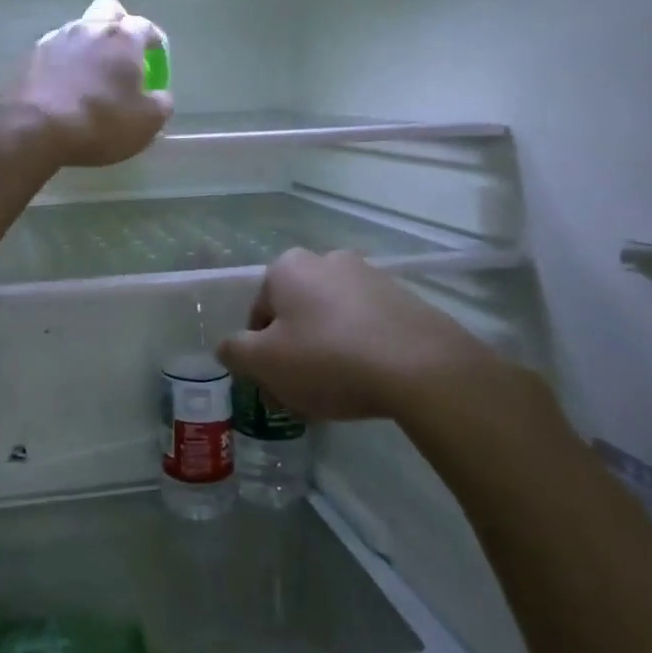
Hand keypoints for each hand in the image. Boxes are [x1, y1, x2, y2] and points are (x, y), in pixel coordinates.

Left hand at [13, 0, 172, 166]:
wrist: (35, 129)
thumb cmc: (101, 122)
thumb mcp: (146, 123)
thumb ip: (160, 104)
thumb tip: (160, 96)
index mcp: (123, 38)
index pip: (145, 25)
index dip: (153, 39)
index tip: (156, 55)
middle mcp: (89, 28)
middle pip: (108, 9)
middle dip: (119, 23)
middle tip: (123, 51)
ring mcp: (56, 38)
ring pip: (78, 28)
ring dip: (89, 43)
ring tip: (92, 70)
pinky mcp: (30, 56)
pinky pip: (55, 49)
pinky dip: (64, 60)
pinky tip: (65, 83)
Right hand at [216, 249, 542, 440]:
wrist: (422, 367)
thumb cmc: (329, 358)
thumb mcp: (265, 363)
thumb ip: (236, 351)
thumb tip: (229, 346)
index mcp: (288, 267)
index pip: (259, 313)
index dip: (261, 353)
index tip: (275, 384)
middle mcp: (327, 260)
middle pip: (296, 313)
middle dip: (294, 350)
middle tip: (302, 391)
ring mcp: (370, 276)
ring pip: (332, 319)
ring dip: (327, 350)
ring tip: (338, 393)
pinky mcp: (405, 298)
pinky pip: (367, 326)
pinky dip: (361, 349)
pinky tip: (369, 382)